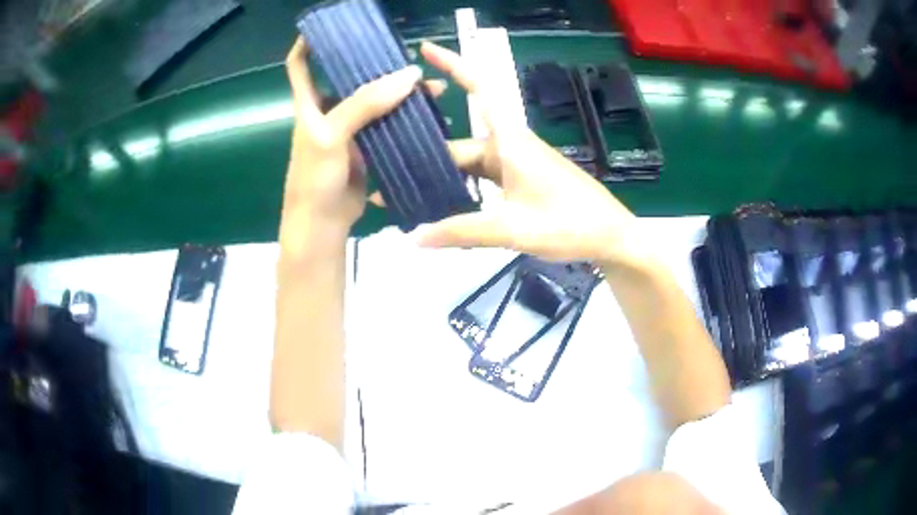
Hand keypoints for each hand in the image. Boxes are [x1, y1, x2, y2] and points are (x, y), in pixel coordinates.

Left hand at [281, 37, 434, 247]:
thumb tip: (409, 75)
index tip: (329, 27)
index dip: (309, 43)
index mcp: (309, 103)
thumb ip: (365, 103)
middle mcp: (328, 110)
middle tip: (404, 54)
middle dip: (374, 64)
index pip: (300, 64)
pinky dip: (406, 117)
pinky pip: (388, 124)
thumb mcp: (331, 135)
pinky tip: (428, 113)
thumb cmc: (314, 178)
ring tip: (431, 87)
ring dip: (400, 92)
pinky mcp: (368, 146)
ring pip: (376, 100)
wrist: (324, 224)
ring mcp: (350, 128)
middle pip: (350, 77)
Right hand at [414, 42, 648, 267]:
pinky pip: (484, 180)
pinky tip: (446, 212)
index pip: (479, 89)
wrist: (611, 237)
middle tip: (389, 184)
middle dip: (428, 161)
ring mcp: (516, 164)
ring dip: (444, 181)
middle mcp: (510, 145)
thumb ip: (461, 231)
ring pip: (470, 165)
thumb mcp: (512, 229)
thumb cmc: (569, 223)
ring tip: (410, 202)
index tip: (424, 49)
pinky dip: (464, 193)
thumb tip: (413, 237)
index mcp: (510, 140)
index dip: (453, 64)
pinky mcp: (522, 181)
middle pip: (460, 145)